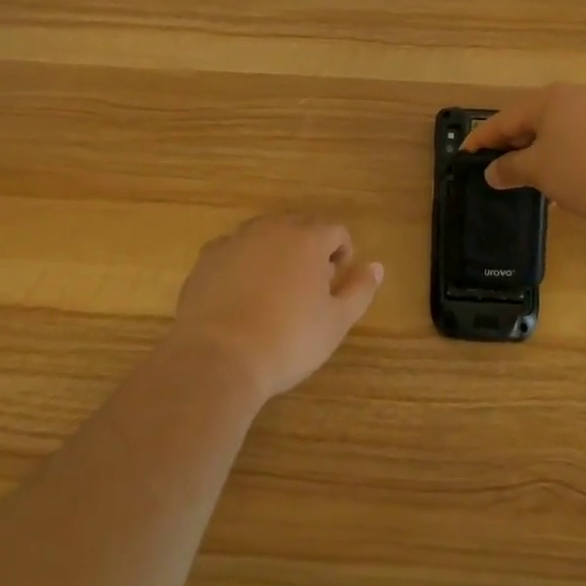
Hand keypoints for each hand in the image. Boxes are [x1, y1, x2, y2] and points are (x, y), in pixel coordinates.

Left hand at [169, 214, 383, 401]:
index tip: (336, 286)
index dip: (343, 255)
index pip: (337, 231)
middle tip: (308, 289)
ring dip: (276, 252)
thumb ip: (360, 289)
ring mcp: (237, 239)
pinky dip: (242, 263)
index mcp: (310, 238)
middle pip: (301, 226)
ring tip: (274, 290)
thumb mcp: (336, 322)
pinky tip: (240, 295)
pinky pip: (233, 250)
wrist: (218, 359)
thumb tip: (377, 266)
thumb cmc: (287, 341)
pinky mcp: (208, 258)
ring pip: (266, 234)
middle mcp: (274, 228)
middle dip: (310, 249)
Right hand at [462, 84, 585, 221]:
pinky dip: (563, 157)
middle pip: (532, 119)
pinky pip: (579, 140)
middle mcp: (573, 97)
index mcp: (548, 99)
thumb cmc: (585, 170)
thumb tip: (492, 171)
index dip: (482, 139)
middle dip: (512, 145)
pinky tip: (564, 184)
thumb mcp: (539, 171)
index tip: (464, 155)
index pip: (504, 118)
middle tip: (495, 167)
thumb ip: (511, 169)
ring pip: (557, 131)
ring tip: (529, 181)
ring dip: (539, 154)